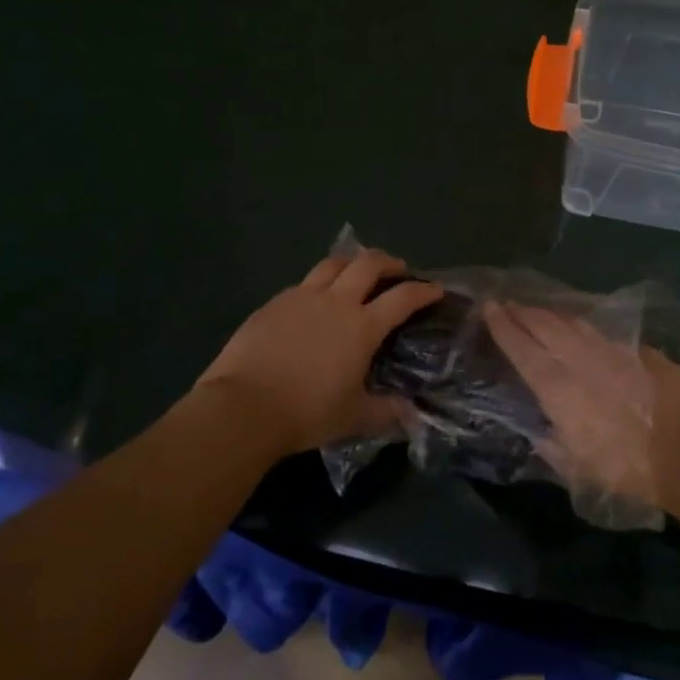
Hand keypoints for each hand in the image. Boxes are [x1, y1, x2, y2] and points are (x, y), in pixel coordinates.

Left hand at [197, 248, 443, 455]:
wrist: (244, 406)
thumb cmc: (306, 412)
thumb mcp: (354, 418)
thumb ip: (387, 412)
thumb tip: (413, 415)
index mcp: (362, 326)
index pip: (403, 298)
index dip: (423, 290)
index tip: (435, 289)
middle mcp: (336, 302)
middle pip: (368, 263)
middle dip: (389, 262)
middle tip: (398, 270)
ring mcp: (302, 297)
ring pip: (333, 263)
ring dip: (352, 262)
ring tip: (357, 271)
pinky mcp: (274, 302)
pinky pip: (304, 282)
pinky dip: (320, 283)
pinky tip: (316, 299)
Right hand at [482, 303, 679, 515]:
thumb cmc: (629, 468)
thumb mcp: (580, 470)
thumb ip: (554, 448)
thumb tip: (540, 434)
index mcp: (557, 388)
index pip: (522, 349)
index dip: (503, 327)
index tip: (489, 308)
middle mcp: (579, 360)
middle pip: (544, 326)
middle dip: (522, 312)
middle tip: (507, 301)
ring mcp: (610, 350)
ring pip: (572, 323)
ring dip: (550, 313)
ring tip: (537, 309)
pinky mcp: (638, 350)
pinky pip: (601, 330)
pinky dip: (583, 324)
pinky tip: (580, 324)